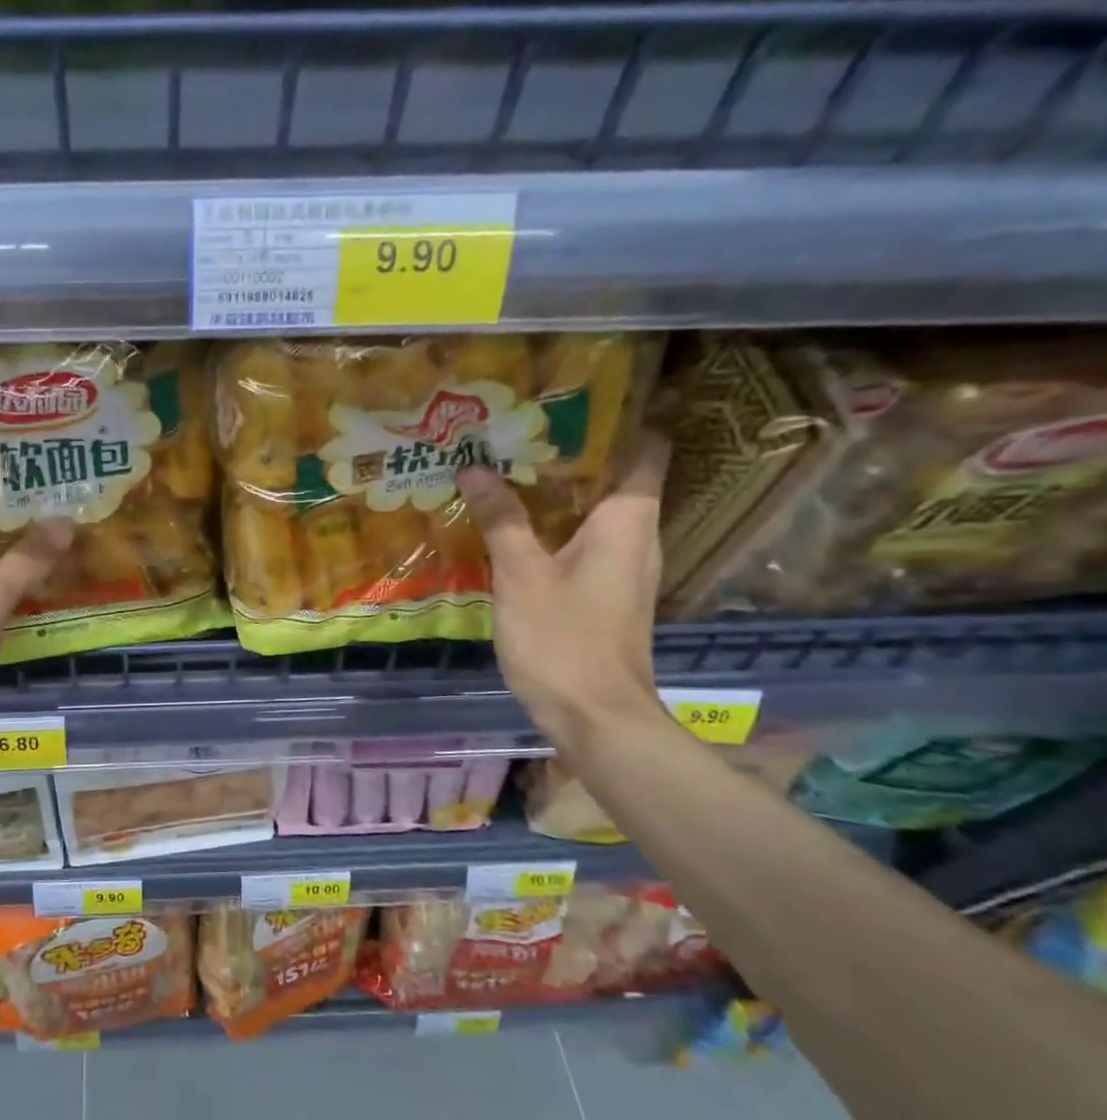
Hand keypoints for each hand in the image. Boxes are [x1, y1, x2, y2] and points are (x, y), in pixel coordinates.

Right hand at [454, 436, 670, 747]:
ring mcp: (621, 568)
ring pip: (594, 512)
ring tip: (505, 469)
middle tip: (515, 432)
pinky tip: (511, 528)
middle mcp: (635, 537)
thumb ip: (501, 519)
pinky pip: (582, 542)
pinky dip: (552, 527)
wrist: (596, 718)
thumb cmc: (564, 639)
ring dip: (556, 492)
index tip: (572, 400)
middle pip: (614, 477)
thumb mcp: (521, 575)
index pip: (645, 450)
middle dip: (569, 453)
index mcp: (627, 521)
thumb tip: (475, 467)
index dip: (620, 419)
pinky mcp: (604, 594)